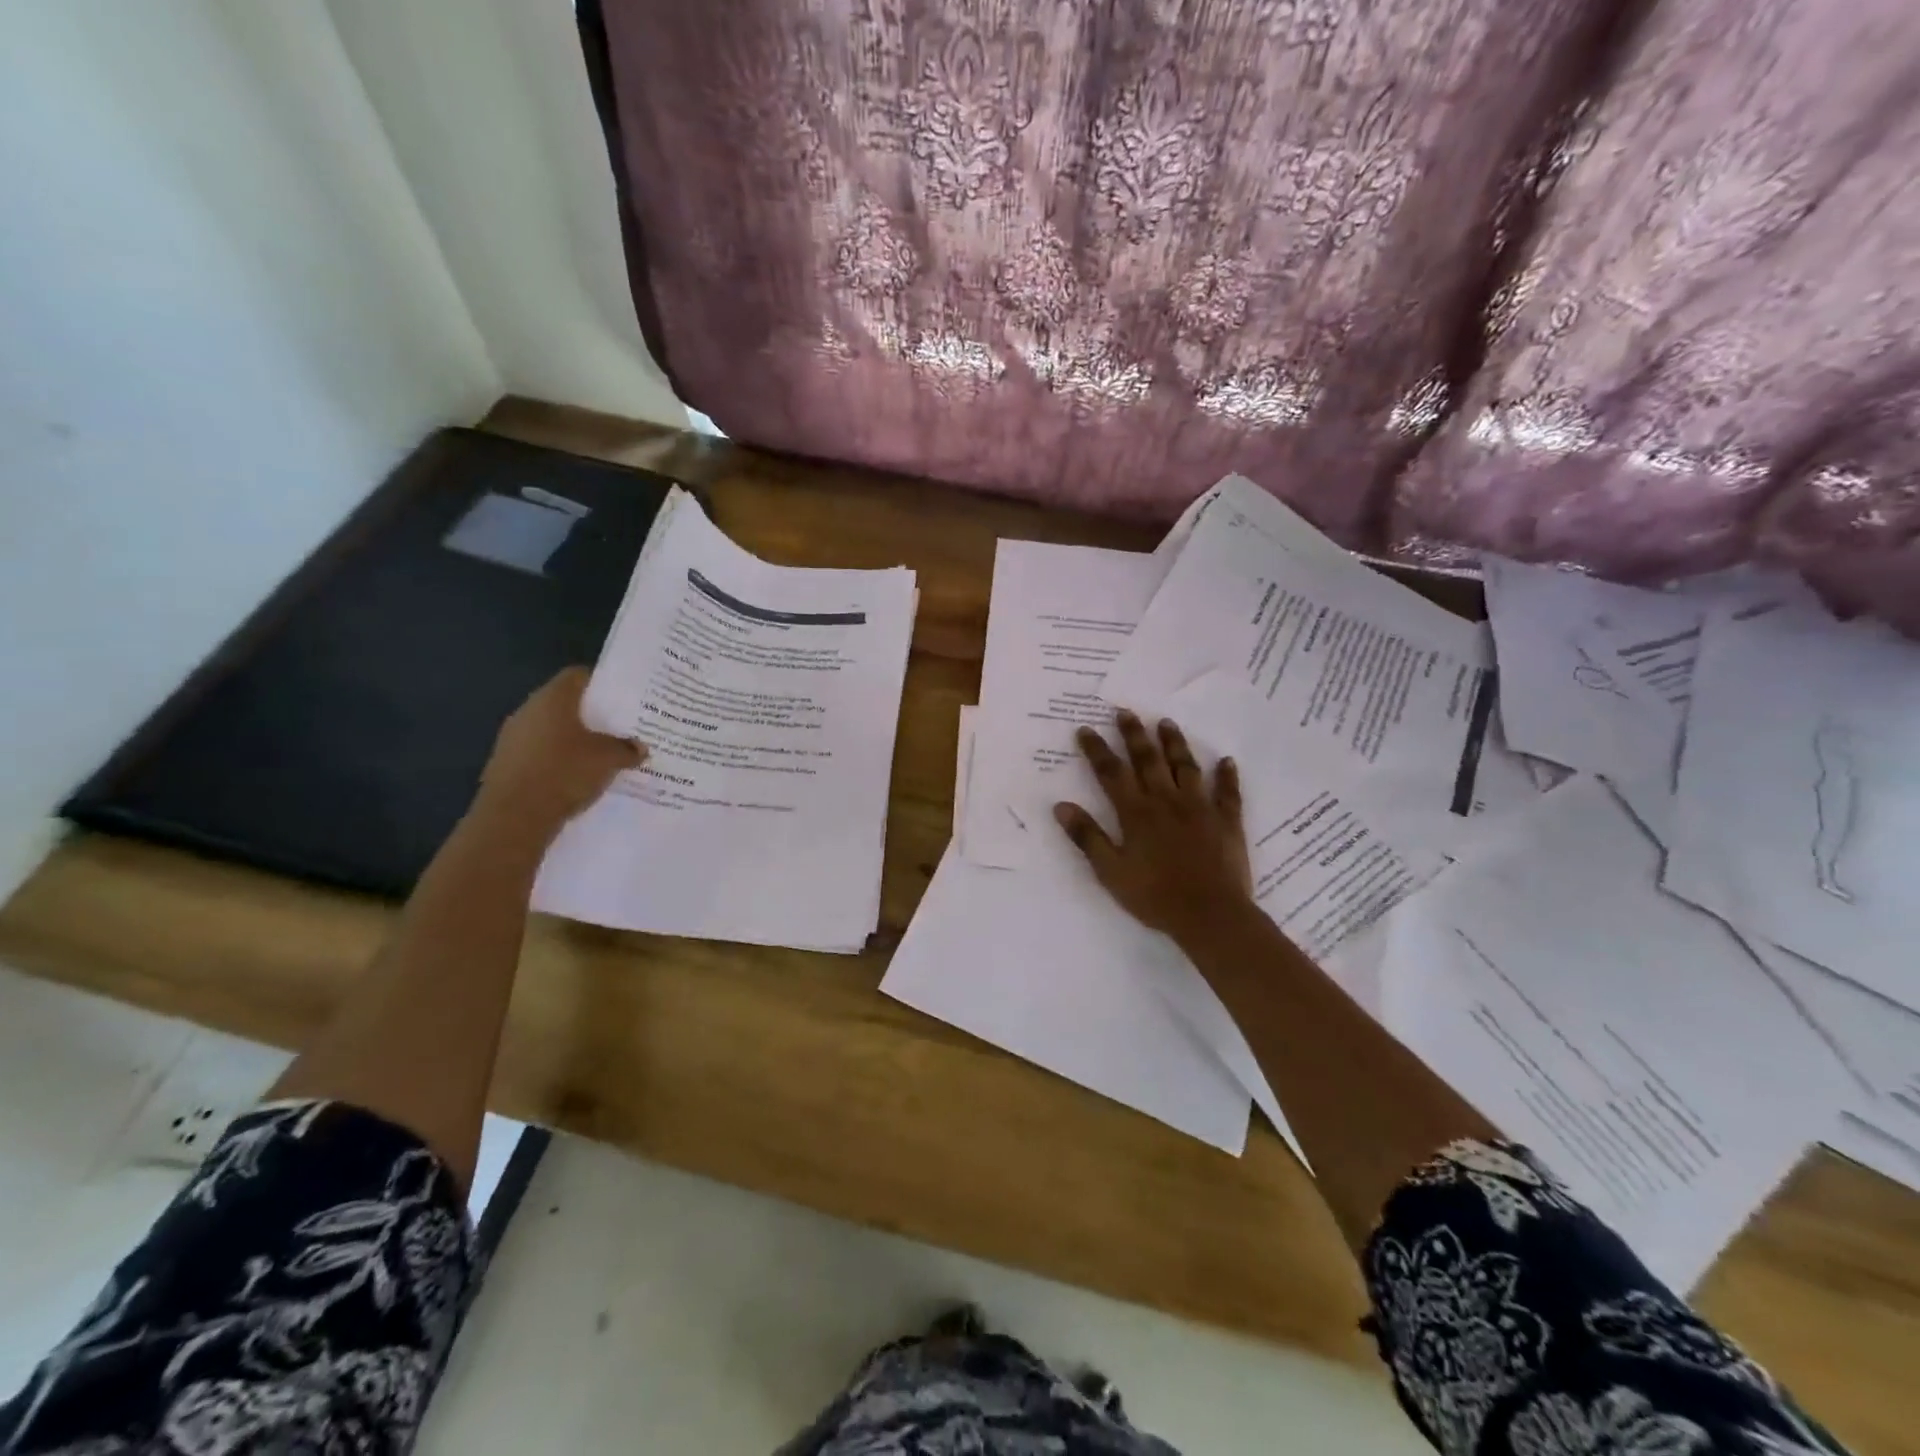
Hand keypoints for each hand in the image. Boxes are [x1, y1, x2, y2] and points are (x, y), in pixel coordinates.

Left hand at [475, 668, 645, 839]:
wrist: (514, 817)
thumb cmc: (564, 772)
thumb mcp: (608, 759)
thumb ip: (627, 749)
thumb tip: (640, 748)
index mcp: (552, 698)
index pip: (578, 676)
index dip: (602, 683)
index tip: (623, 697)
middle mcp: (528, 710)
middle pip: (565, 703)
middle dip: (592, 715)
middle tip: (619, 727)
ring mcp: (513, 737)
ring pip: (552, 729)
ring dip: (575, 739)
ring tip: (603, 754)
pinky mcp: (507, 763)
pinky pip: (541, 752)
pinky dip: (560, 759)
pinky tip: (578, 776)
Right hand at [1053, 710, 1253, 946]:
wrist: (1210, 915)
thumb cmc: (1154, 896)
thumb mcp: (1110, 871)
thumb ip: (1088, 837)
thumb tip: (1061, 805)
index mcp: (1136, 813)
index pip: (1111, 773)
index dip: (1097, 750)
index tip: (1085, 729)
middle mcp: (1166, 801)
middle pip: (1147, 760)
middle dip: (1134, 734)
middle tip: (1125, 711)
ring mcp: (1200, 808)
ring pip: (1185, 767)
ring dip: (1174, 743)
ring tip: (1166, 722)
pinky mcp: (1226, 821)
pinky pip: (1227, 793)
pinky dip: (1227, 776)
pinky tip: (1226, 761)